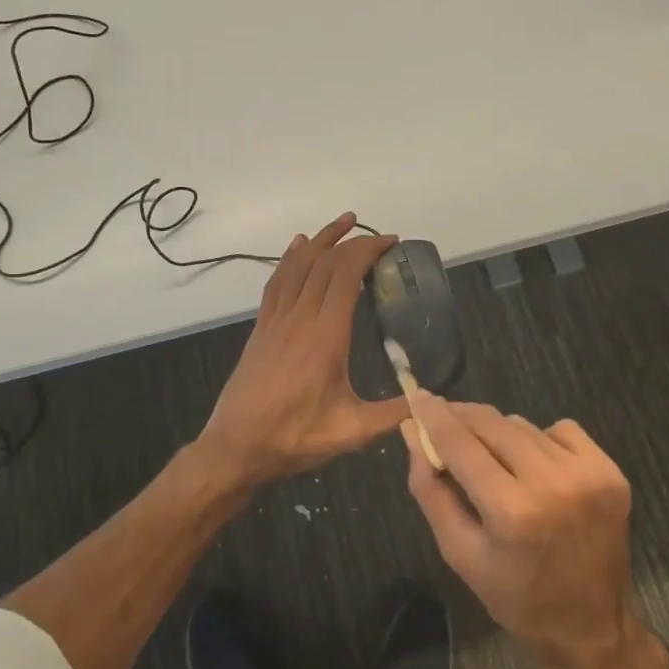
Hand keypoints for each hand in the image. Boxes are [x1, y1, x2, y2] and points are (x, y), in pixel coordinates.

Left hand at [194, 214, 407, 484]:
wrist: (236, 447)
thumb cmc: (295, 438)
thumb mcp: (352, 431)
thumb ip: (394, 414)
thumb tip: (432, 403)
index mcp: (325, 335)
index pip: (346, 275)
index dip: (368, 251)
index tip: (391, 242)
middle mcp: (300, 317)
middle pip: (325, 263)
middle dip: (353, 241)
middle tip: (379, 236)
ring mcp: (277, 319)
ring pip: (299, 265)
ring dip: (322, 239)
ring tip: (344, 221)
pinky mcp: (262, 327)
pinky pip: (277, 281)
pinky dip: (290, 258)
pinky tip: (298, 245)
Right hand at [402, 395, 635, 668]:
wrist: (591, 626)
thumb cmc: (516, 596)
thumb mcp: (460, 553)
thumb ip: (431, 490)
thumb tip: (413, 432)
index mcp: (511, 512)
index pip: (460, 444)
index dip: (435, 416)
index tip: (418, 397)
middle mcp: (551, 483)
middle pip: (492, 424)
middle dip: (464, 418)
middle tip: (446, 420)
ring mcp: (587, 474)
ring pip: (524, 426)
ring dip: (501, 435)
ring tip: (497, 461)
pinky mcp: (610, 471)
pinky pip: (562, 430)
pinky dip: (542, 440)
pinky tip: (539, 470)